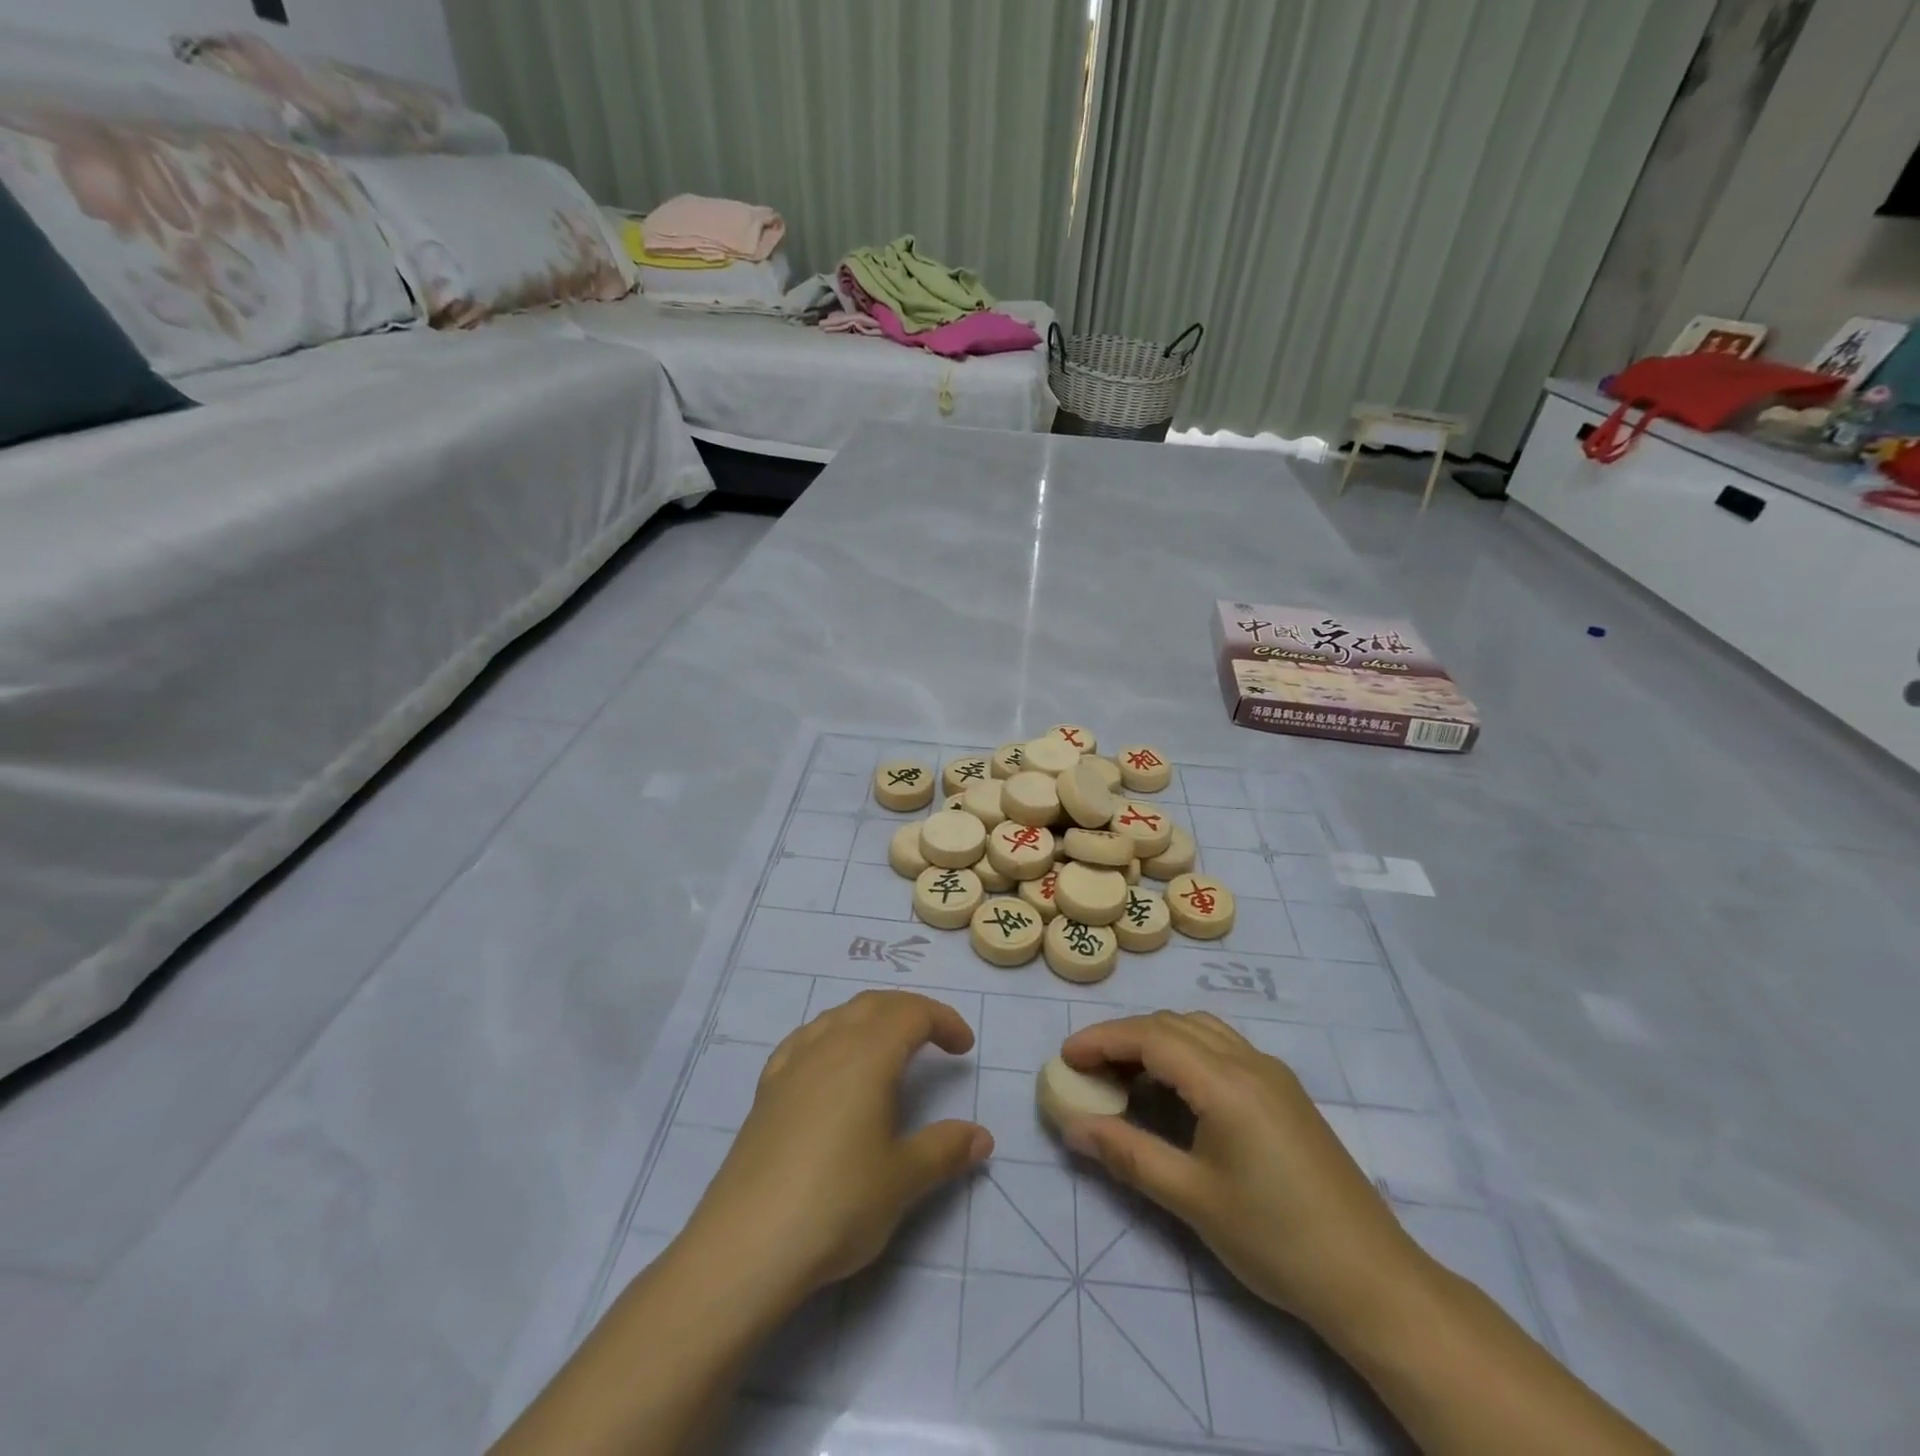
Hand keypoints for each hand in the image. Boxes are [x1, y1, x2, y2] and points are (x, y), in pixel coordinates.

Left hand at [682, 990, 993, 1303]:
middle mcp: (828, 1045)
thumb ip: (945, 1150)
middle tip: (936, 1038)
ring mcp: (791, 1065)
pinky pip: (805, 1040)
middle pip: (874, 1004)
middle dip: (910, 1011)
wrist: (746, 1245)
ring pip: (837, 1016)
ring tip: (890, 1048)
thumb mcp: (903, 1180)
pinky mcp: (766, 1090)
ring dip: (871, 1018)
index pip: (911, 1013)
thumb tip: (983, 1137)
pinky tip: (831, 1064)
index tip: (964, 1047)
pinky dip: (831, 1035)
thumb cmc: (837, 1203)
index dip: (943, 1020)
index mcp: (867, 1055)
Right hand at [1059, 1011, 1423, 1336]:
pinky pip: (1222, 1046)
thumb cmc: (1276, 1240)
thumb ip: (1128, 1155)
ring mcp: (1272, 1073)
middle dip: (1124, 1037)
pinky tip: (1174, 1088)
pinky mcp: (1284, 1091)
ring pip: (1200, 1029)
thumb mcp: (1192, 1199)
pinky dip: (1185, 1050)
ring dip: (1156, 1039)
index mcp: (1226, 1081)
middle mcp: (1249, 1061)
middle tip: (1087, 1069)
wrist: (1372, 1279)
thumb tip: (1072, 1127)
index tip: (1065, 1057)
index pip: (1150, 1037)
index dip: (1102, 1040)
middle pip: (1173, 1024)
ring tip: (1124, 1075)